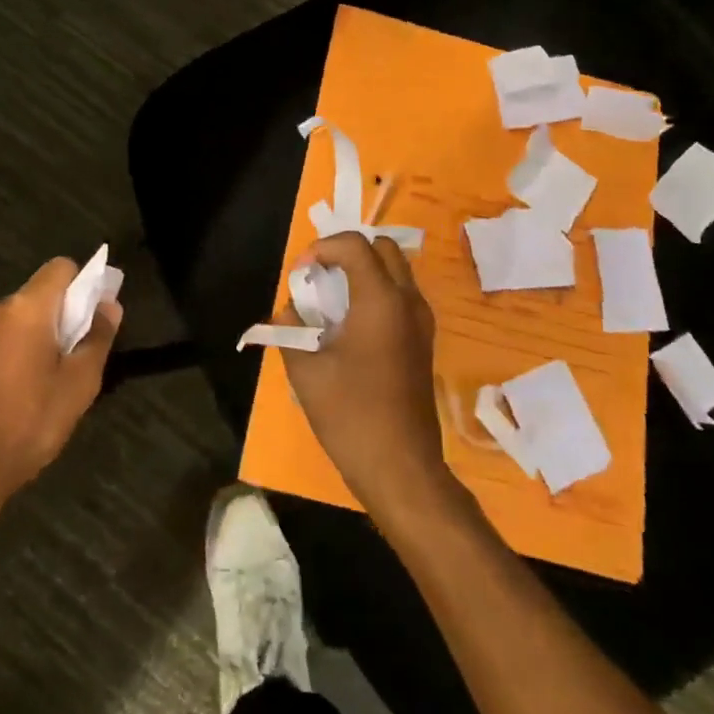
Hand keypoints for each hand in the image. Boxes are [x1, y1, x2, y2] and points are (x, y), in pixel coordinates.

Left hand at [0, 257, 120, 517]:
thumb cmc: (30, 420)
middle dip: (64, 314)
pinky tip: (25, 390)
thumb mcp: (79, 383)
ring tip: (53, 379)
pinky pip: (3, 339)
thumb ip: (98, 337)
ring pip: (21, 318)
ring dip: (41, 335)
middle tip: (79, 354)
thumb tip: (110, 305)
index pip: (61, 267)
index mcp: (28, 307)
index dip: (84, 283)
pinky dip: (19, 351)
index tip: (95, 316)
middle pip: (41, 293)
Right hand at [280, 233, 453, 523]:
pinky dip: (376, 292)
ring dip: (364, 271)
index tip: (300, 273)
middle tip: (319, 276)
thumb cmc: (350, 415)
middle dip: (347, 252)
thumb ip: (290, 330)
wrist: (401, 468)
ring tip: (331, 299)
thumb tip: (289, 310)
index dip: (322, 248)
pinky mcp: (424, 342)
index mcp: (381, 300)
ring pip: (396, 271)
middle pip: (383, 248)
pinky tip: (350, 324)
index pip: (355, 245)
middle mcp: (408, 302)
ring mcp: (422, 322)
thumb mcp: (306, 370)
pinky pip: (401, 296)